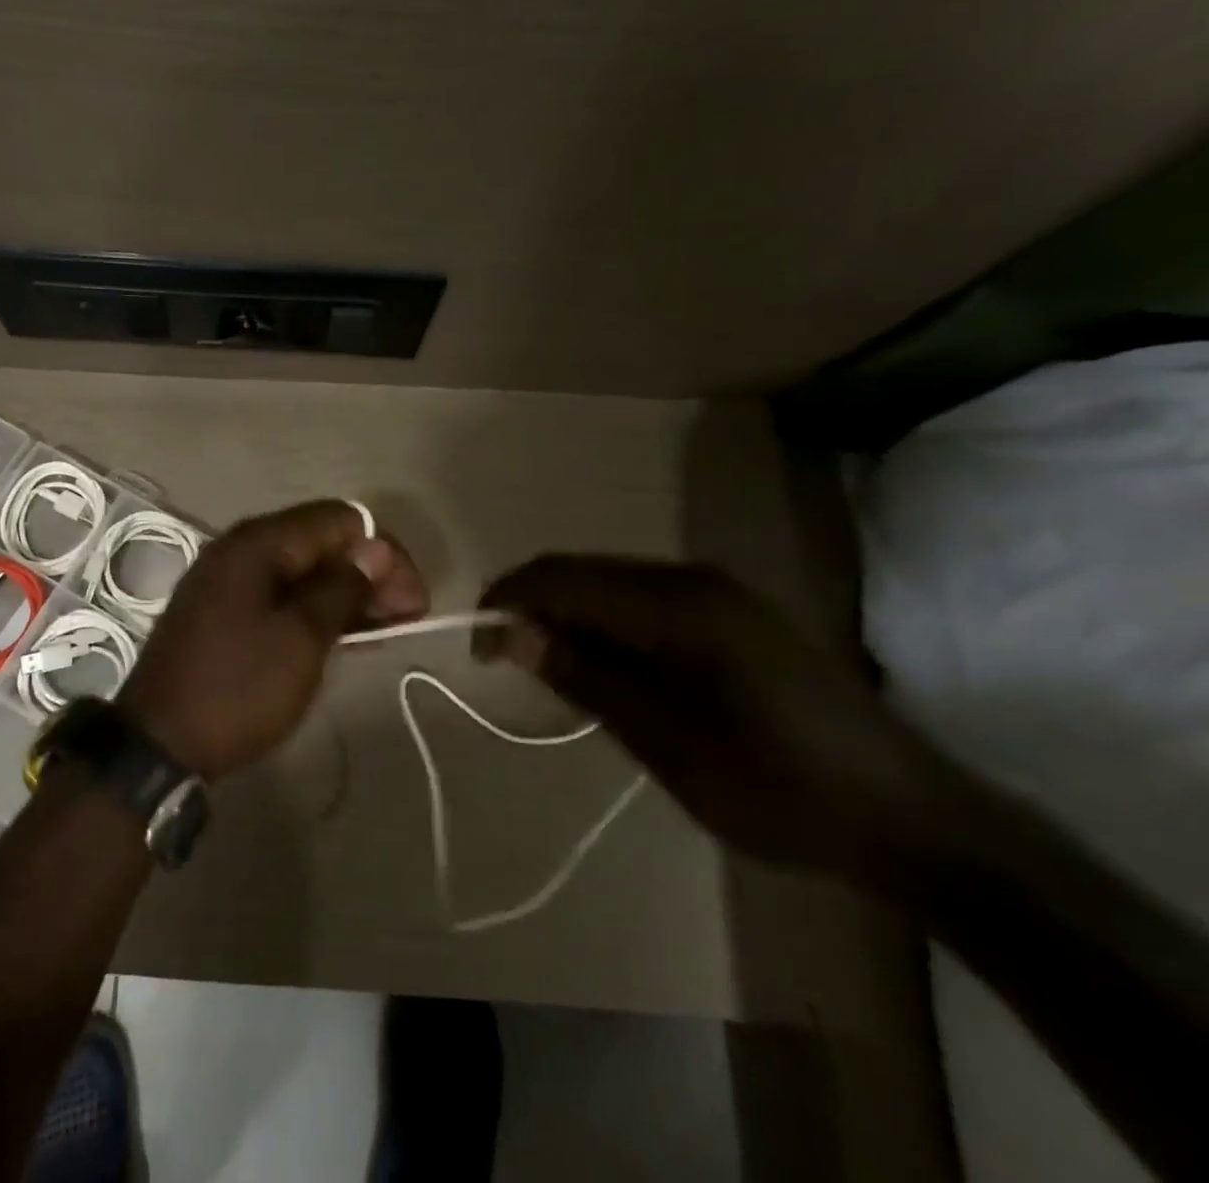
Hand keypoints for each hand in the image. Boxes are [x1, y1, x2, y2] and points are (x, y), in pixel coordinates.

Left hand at [117, 501, 427, 778]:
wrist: (159, 744)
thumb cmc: (237, 688)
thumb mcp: (300, 639)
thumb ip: (342, 589)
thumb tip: (376, 550)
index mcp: (258, 543)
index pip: (339, 520)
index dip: (385, 553)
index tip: (414, 600)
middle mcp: (241, 549)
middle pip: (320, 541)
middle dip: (369, 572)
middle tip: (408, 617)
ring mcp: (228, 580)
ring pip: (302, 570)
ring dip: (346, 592)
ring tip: (385, 628)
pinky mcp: (224, 611)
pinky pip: (281, 594)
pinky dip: (316, 608)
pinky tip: (345, 633)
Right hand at [476, 554, 949, 885]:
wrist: (914, 820)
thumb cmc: (781, 790)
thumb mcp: (666, 744)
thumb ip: (585, 678)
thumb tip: (512, 634)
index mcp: (679, 604)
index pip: (563, 577)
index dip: (507, 602)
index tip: (478, 651)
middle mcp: (694, 579)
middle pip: (582, 572)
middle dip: (534, 609)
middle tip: (511, 666)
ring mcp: (718, 593)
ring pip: (609, 585)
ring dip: (569, 619)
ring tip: (557, 677)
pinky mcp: (731, 615)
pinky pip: (641, 603)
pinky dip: (606, 628)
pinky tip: (609, 673)